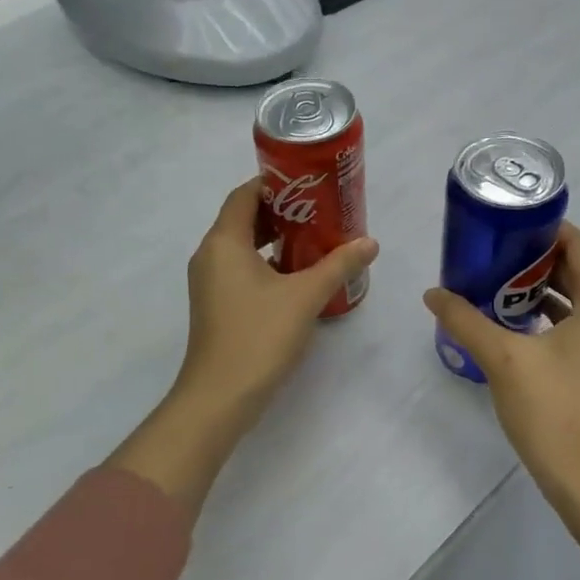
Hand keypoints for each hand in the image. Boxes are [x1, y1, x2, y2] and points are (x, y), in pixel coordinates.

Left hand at [111, 180, 377, 514]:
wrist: (220, 397)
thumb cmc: (259, 336)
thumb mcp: (305, 296)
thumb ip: (338, 265)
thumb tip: (369, 242)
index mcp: (224, 242)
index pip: (245, 194)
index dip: (274, 183)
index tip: (308, 182)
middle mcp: (210, 255)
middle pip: (243, 218)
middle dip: (280, 211)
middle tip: (319, 209)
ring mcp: (209, 282)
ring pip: (241, 246)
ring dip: (274, 238)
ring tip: (314, 237)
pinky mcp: (215, 305)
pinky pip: (240, 269)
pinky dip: (265, 262)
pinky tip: (296, 275)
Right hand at [424, 222, 579, 514]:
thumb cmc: (554, 411)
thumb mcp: (503, 358)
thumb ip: (466, 320)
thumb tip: (433, 294)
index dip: (548, 230)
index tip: (508, 225)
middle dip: (538, 259)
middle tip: (494, 253)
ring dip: (542, 289)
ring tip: (497, 284)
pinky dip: (550, 317)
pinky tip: (513, 324)